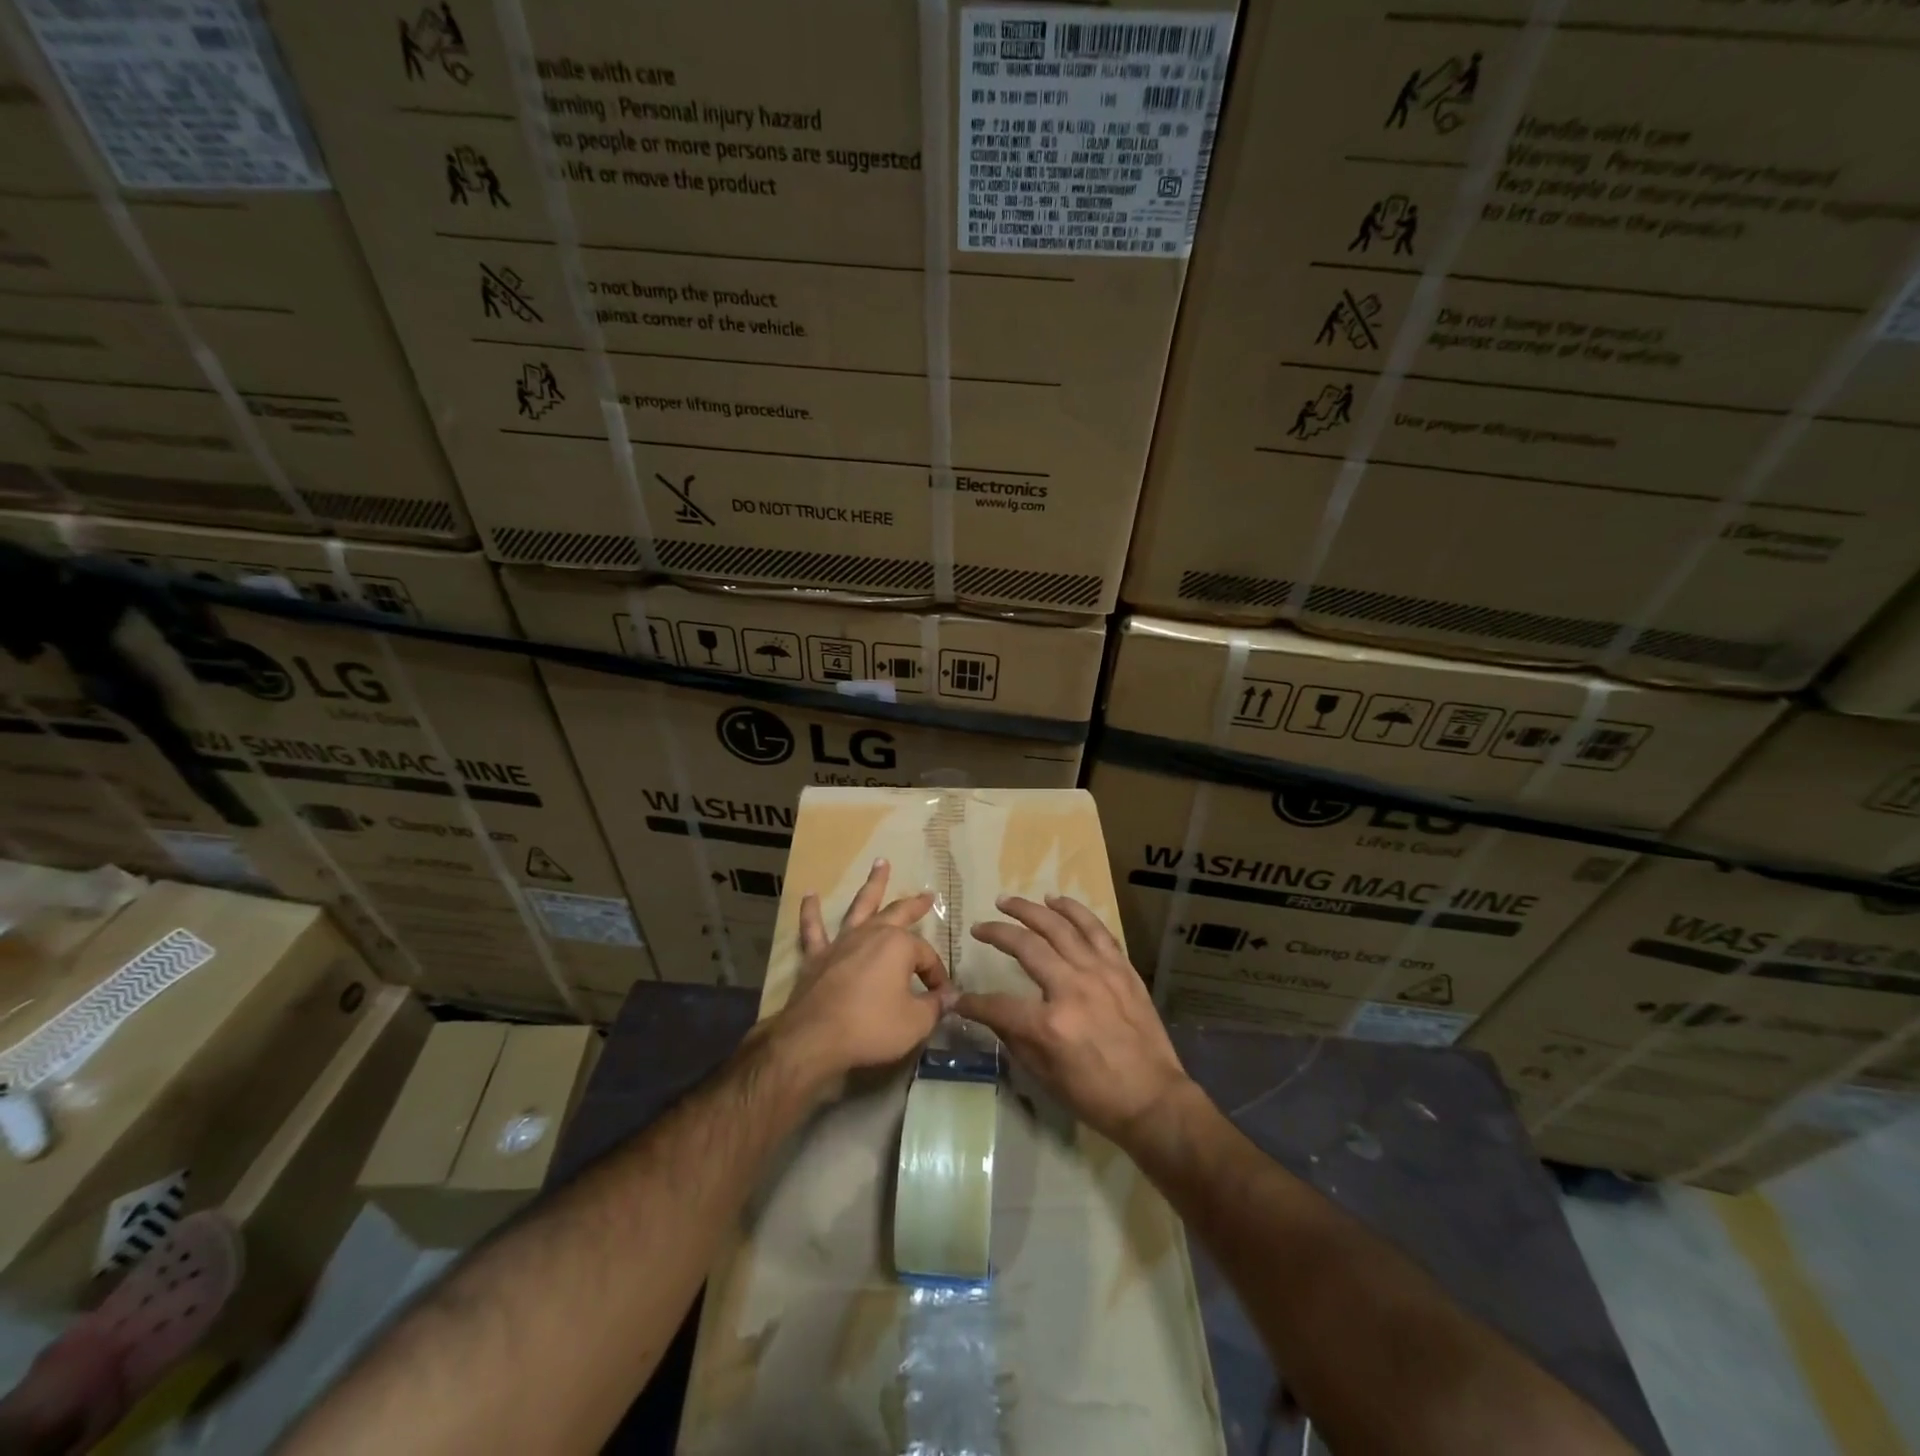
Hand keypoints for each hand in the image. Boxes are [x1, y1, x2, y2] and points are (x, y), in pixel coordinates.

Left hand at [771, 859, 954, 1086]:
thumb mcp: (915, 1022)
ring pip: (860, 907)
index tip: (940, 997)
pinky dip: (811, 912)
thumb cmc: (871, 1027)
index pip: (926, 957)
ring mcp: (842, 942)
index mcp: (899, 946)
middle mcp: (871, 934)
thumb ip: (935, 1006)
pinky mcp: (816, 956)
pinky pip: (813, 929)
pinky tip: (810, 895)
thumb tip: (950, 996)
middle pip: (898, 913)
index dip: (936, 977)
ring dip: (872, 885)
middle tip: (927, 895)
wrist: (815, 1037)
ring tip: (880, 863)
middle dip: (915, 905)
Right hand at [959, 895, 1194, 1145]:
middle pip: (1027, 947)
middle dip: (997, 933)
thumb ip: (1015, 1040)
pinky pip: (1095, 930)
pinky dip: (1074, 911)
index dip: (972, 1003)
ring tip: (1008, 901)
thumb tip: (994, 1015)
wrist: (1153, 1099)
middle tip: (979, 927)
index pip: (997, 1005)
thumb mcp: (1045, 1077)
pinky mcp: (1121, 968)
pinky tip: (1056, 900)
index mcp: (1050, 1025)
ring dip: (1030, 910)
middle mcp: (1072, 988)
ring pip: (1060, 927)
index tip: (956, 997)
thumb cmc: (1095, 1096)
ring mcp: (1100, 973)